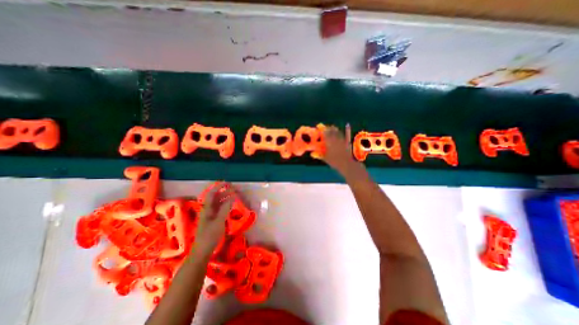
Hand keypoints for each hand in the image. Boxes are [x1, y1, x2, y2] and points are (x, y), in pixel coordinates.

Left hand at [192, 185, 233, 256]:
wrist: (202, 250)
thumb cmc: (210, 236)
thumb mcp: (219, 222)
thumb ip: (225, 209)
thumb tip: (232, 197)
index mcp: (206, 209)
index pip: (211, 193)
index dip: (218, 186)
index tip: (228, 182)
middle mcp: (207, 209)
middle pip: (216, 197)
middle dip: (224, 191)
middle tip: (235, 188)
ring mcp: (210, 214)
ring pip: (218, 202)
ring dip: (226, 197)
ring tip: (235, 194)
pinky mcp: (213, 219)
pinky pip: (220, 208)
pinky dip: (226, 204)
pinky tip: (231, 204)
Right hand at [321, 123, 358, 174]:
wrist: (347, 165)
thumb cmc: (335, 162)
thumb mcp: (326, 158)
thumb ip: (319, 155)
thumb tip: (312, 153)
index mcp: (329, 142)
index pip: (324, 133)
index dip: (321, 129)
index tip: (319, 126)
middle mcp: (335, 139)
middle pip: (331, 131)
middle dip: (328, 128)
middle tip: (325, 127)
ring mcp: (342, 140)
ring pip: (338, 132)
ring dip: (334, 129)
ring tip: (332, 126)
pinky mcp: (348, 142)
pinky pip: (347, 135)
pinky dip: (347, 129)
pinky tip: (347, 125)